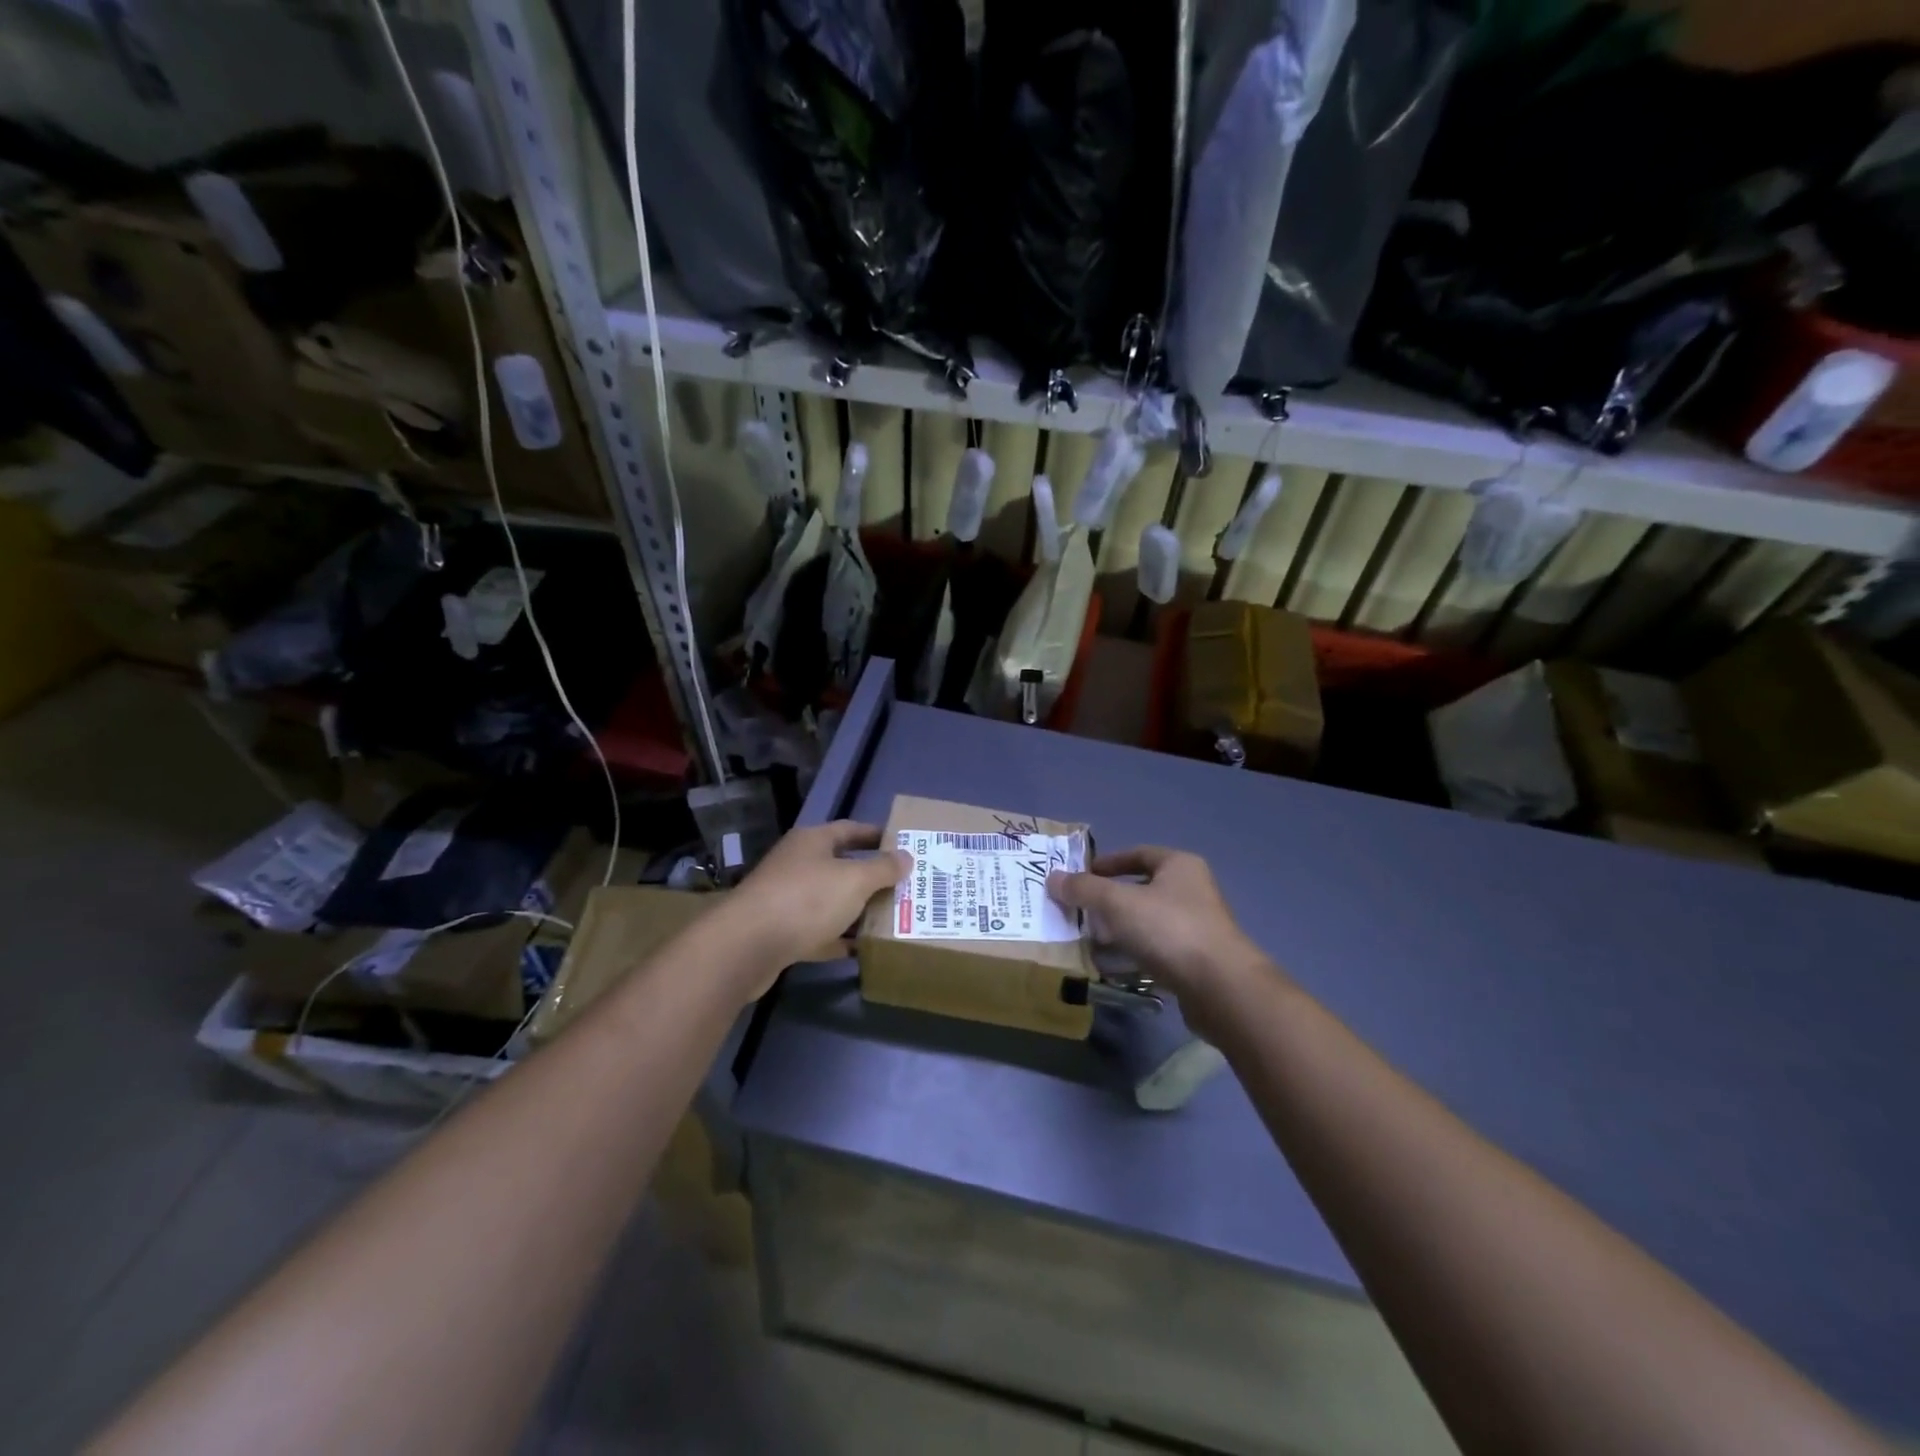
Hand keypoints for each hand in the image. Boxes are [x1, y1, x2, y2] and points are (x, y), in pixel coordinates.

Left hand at [727, 821, 909, 995]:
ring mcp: (786, 899)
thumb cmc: (806, 899)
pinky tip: (860, 949)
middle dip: (871, 877)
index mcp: (812, 842)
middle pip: (840, 866)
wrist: (748, 946)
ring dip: (856, 910)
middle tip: (904, 886)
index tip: (903, 844)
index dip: (877, 835)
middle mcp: (797, 865)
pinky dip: (837, 939)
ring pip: (830, 901)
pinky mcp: (780, 932)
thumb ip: (883, 868)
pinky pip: (818, 932)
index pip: (850, 830)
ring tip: (889, 919)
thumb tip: (906, 856)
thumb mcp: (854, 880)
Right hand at [1048, 846, 1275, 1035]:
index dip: (1107, 863)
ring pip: (1147, 922)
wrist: (1220, 987)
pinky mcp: (1196, 961)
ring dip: (1118, 930)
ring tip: (1088, 941)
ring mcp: (1197, 927)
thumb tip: (1052, 878)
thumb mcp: (1118, 903)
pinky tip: (1110, 967)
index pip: (1138, 854)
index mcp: (1179, 866)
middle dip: (1108, 901)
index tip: (1081, 877)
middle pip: (1141, 889)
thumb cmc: (1169, 930)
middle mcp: (1192, 891)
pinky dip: (1132, 955)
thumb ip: (1084, 889)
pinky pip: (1156, 950)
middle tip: (1079, 912)